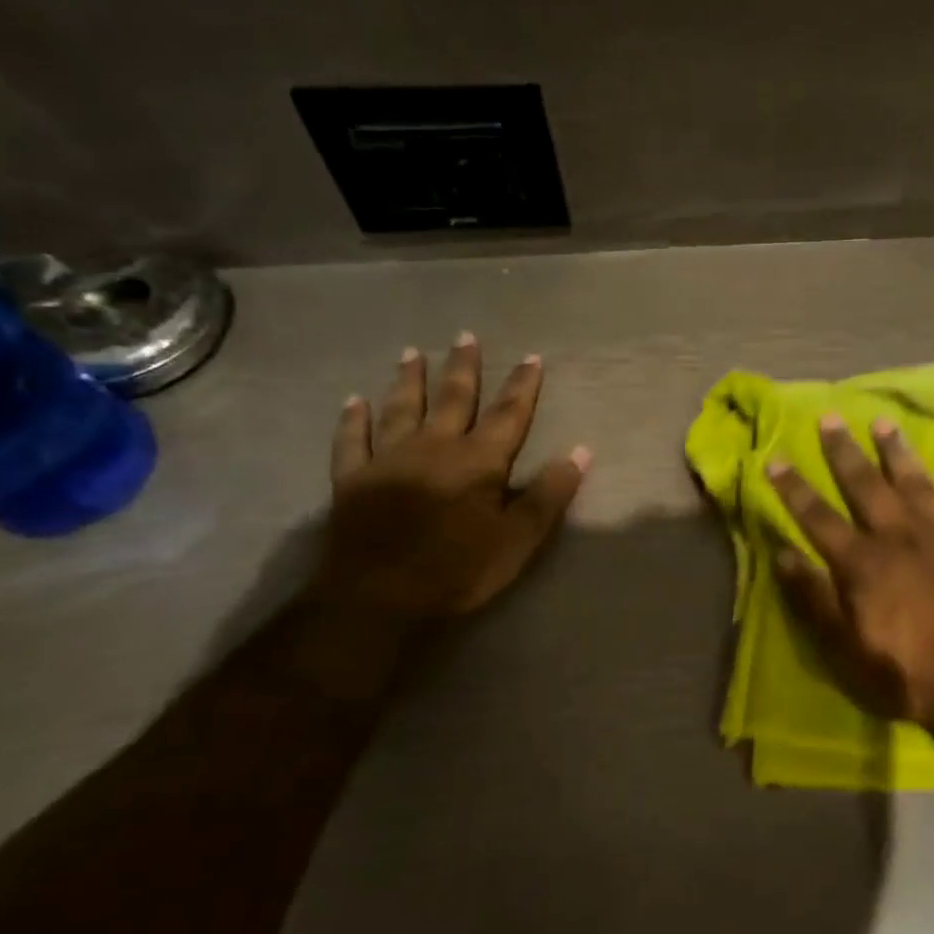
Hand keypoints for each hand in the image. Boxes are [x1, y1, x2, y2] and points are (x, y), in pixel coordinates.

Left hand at [311, 335, 589, 620]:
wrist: (377, 597)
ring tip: (412, 354)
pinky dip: (352, 420)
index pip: (509, 415)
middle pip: (454, 399)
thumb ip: (549, 494)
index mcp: (478, 461)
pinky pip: (352, 441)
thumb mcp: (518, 539)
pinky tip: (353, 401)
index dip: (523, 386)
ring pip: (402, 409)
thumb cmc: (458, 570)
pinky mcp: (352, 480)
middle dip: (463, 368)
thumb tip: (582, 451)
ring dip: (410, 380)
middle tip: (465, 336)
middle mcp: (435, 447)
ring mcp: (389, 460)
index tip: (531, 357)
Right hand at [768, 414, 933, 738]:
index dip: (793, 488)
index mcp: (862, 562)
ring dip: (897, 450)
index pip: (817, 517)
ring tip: (883, 422)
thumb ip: (815, 599)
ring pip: (915, 481)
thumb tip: (783, 555)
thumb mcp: (847, 648)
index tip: (775, 458)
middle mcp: (898, 535)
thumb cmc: (911, 671)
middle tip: (829, 418)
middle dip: (843, 452)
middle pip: (865, 485)